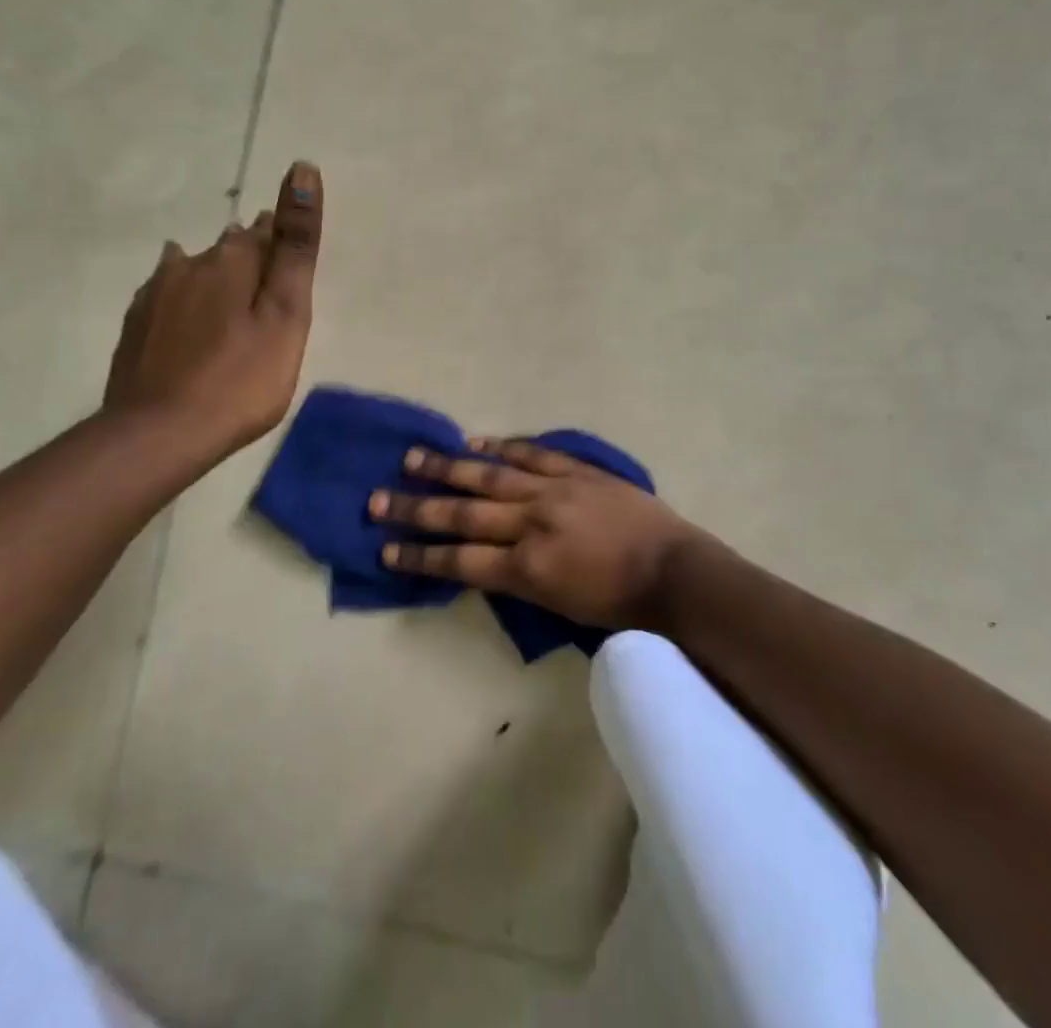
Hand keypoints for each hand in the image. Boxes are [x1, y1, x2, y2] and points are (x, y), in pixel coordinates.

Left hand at [104, 161, 321, 460]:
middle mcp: (189, 264)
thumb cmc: (241, 378)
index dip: (283, 243)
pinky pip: (167, 295)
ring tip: (232, 308)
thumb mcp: (286, 314)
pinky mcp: (136, 324)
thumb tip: (303, 169)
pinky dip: (184, 301)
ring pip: (193, 268)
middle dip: (250, 260)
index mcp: (232, 260)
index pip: (265, 231)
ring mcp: (156, 294)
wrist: (159, 434)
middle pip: (228, 248)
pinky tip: (186, 319)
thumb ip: (295, 245)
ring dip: (215, 277)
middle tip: (269, 297)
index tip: (293, 270)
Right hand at [370, 438, 714, 630]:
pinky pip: (532, 454)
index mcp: (527, 568)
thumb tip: (482, 561)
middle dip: (416, 508)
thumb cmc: (620, 604)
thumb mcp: (559, 607)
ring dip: (448, 467)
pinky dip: (502, 448)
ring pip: (490, 475)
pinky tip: (476, 443)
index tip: (386, 550)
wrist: (674, 572)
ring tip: (412, 457)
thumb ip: (518, 581)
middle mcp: (531, 524)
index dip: (420, 557)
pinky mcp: (576, 471)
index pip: (460, 561)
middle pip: (462, 513)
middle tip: (377, 499)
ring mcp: (554, 490)